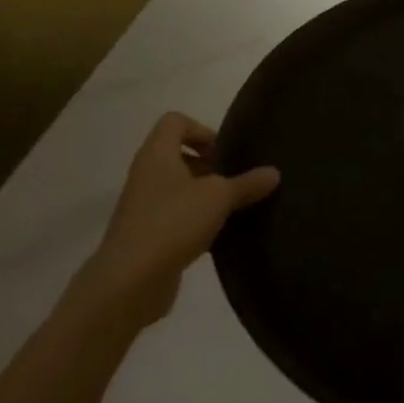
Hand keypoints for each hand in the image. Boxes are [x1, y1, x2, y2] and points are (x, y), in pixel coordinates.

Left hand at [72, 112, 278, 329]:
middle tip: (236, 182)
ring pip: (180, 188)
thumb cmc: (173, 222)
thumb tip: (273, 173)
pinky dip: (198, 221)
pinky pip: (177, 216)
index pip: (175, 122)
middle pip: (179, 155)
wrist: (130, 281)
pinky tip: (220, 236)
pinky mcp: (147, 234)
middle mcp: (147, 174)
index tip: (225, 155)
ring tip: (233, 210)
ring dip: (206, 195)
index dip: (203, 130)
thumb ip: (247, 183)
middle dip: (211, 166)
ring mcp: (144, 206)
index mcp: (157, 154)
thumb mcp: (219, 197)